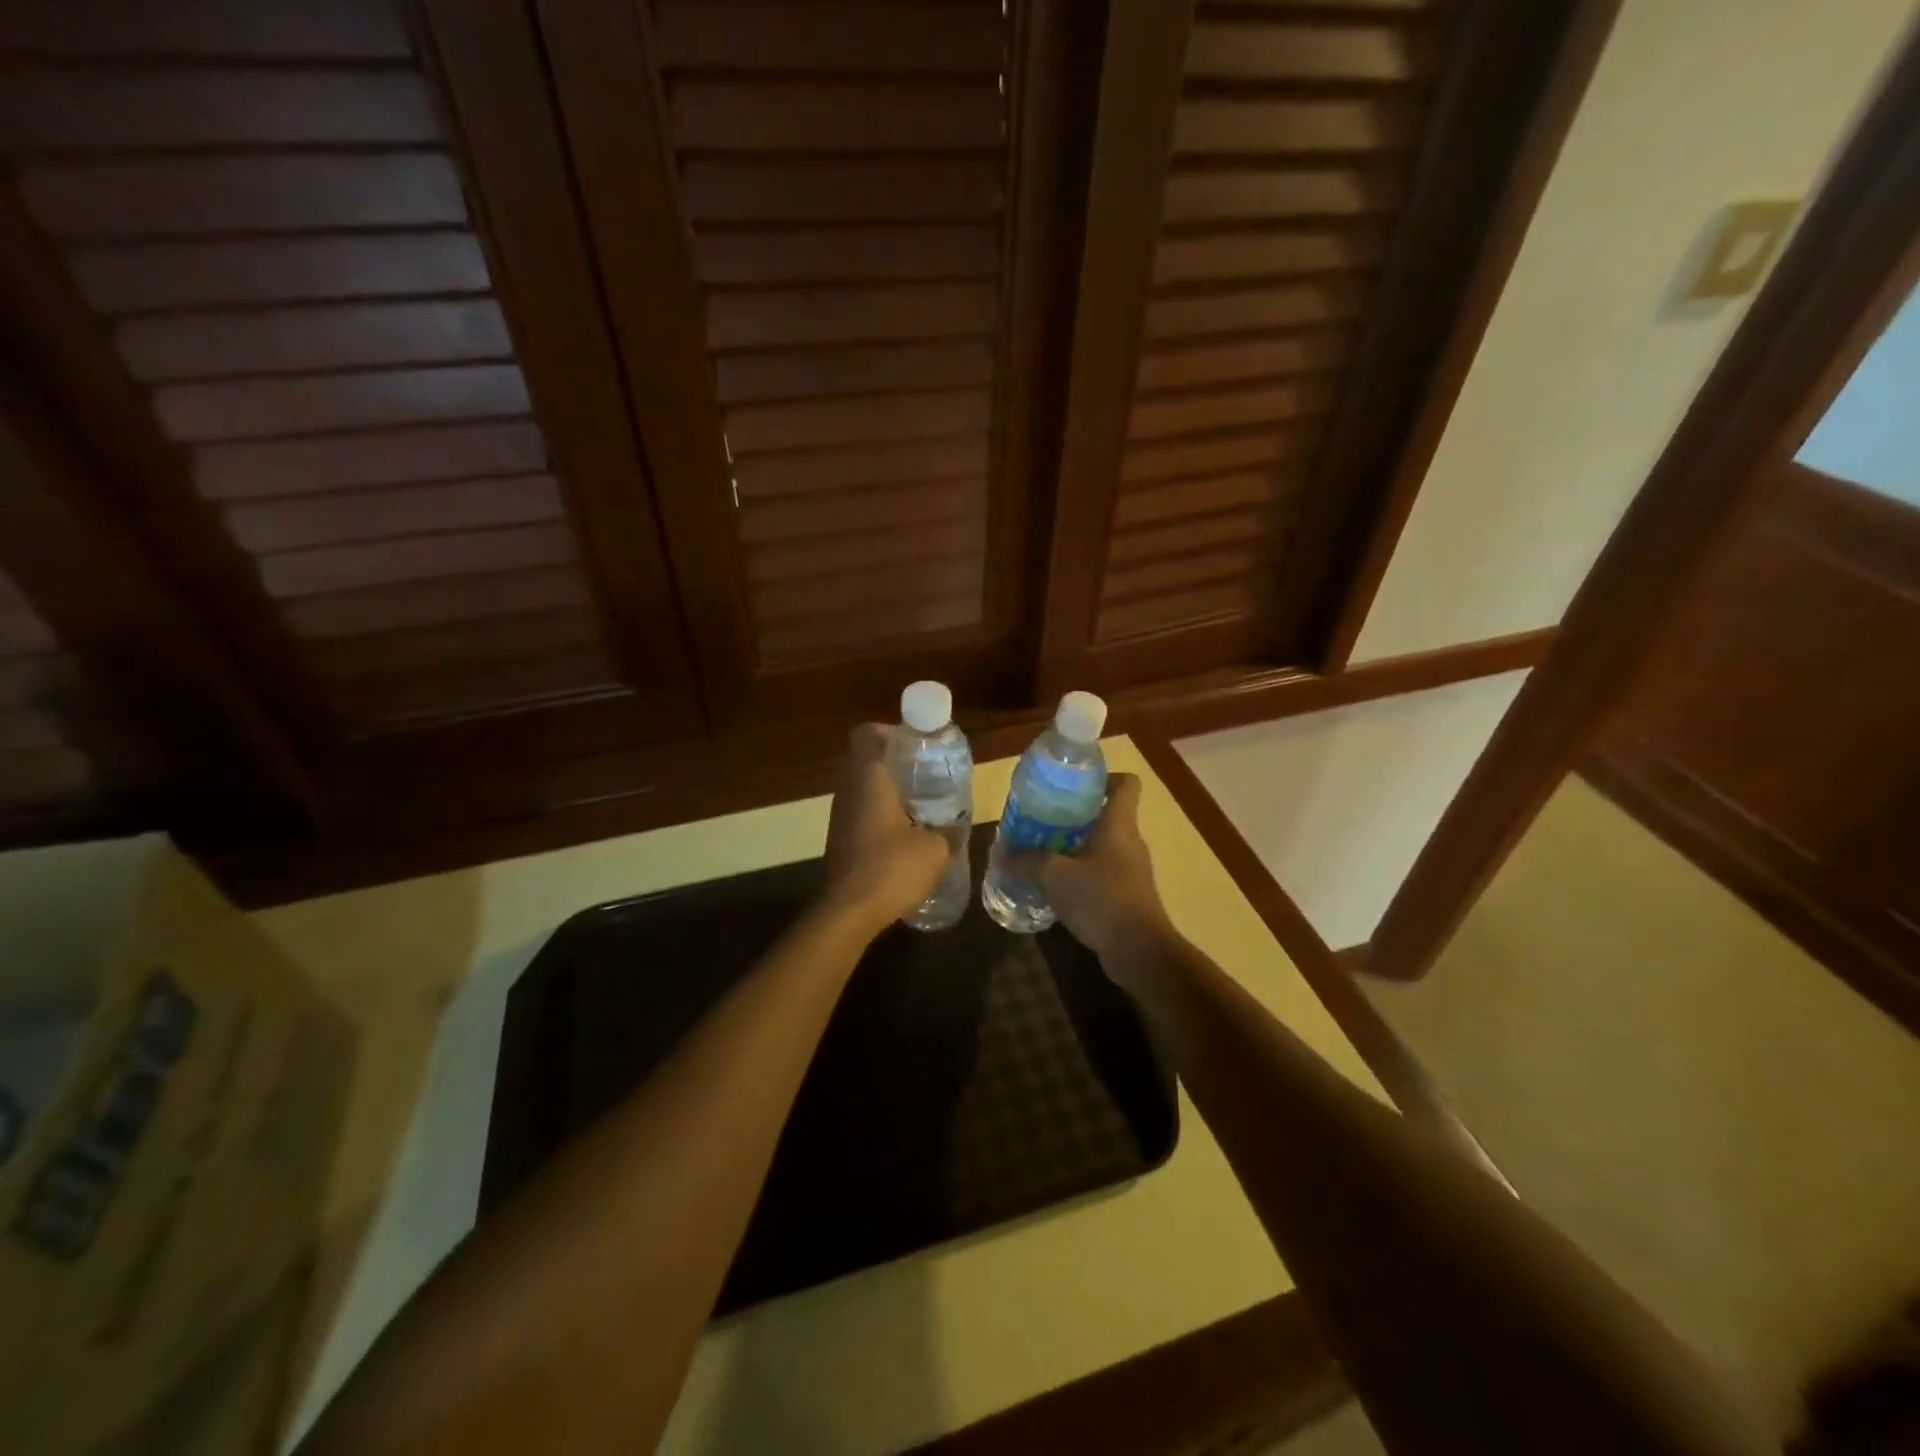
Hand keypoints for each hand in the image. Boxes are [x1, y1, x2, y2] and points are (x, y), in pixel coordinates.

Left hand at [820, 724, 949, 934]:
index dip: (889, 731)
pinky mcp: (839, 838)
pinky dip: (878, 812)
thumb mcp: (935, 849)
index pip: (866, 734)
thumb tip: (955, 827)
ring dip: (886, 788)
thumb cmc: (892, 868)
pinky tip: (904, 832)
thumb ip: (947, 831)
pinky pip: (859, 810)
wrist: (849, 911)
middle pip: (864, 758)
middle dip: (893, 760)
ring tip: (919, 803)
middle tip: (924, 772)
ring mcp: (839, 815)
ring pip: (861, 786)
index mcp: (870, 778)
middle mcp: (848, 789)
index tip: (915, 744)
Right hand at [1016, 774, 1174, 973]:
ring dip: (1073, 845)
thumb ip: (1026, 861)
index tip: (1072, 784)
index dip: (1103, 777)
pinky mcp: (1126, 894)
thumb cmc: (1101, 899)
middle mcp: (1129, 841)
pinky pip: (1100, 871)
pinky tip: (1054, 884)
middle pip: (1106, 813)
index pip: (1126, 783)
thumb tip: (1000, 853)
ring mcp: (1130, 869)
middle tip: (1041, 818)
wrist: (1138, 951)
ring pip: (1101, 844)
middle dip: (1074, 814)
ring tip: (1040, 850)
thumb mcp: (1055, 876)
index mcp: (1119, 824)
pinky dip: (1079, 872)